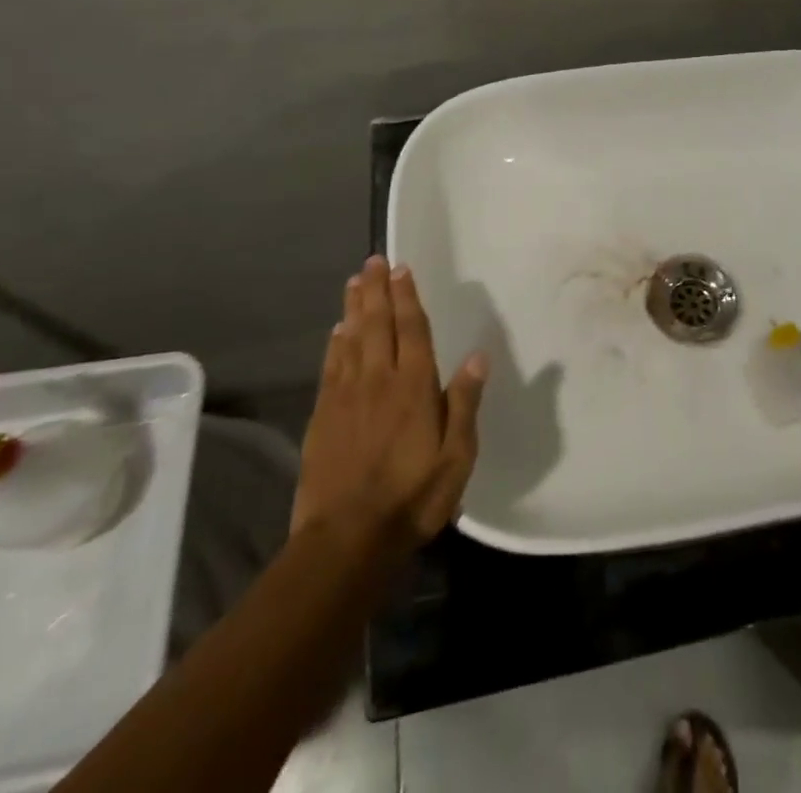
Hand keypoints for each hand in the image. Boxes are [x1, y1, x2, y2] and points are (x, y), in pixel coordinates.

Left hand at [290, 256, 487, 550]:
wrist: (346, 539)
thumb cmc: (412, 497)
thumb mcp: (457, 457)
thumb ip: (464, 403)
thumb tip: (477, 356)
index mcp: (415, 386)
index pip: (412, 329)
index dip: (407, 297)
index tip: (402, 269)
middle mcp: (379, 379)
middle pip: (377, 324)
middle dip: (376, 290)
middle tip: (373, 261)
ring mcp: (346, 396)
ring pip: (351, 338)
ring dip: (354, 307)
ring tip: (355, 281)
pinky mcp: (323, 416)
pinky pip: (331, 367)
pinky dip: (335, 343)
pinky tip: (336, 331)